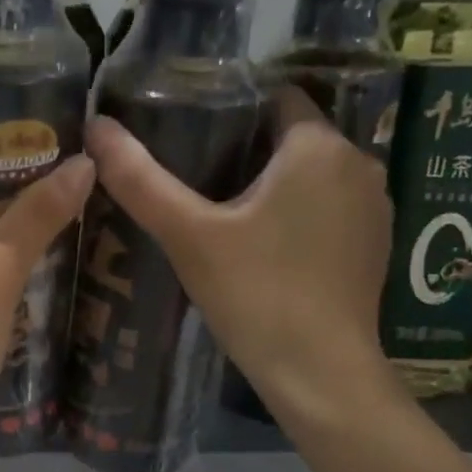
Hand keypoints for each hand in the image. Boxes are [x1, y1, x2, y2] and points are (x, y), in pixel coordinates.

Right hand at [85, 91, 400, 428]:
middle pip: (293, 138)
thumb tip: (96, 127)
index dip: (231, 113)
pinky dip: (300, 217)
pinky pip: (330, 210)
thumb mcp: (189, 236)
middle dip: (248, 153)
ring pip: (313, 177)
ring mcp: (375, 207)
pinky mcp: (376, 246)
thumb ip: (140, 180)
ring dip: (275, 187)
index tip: (190, 139)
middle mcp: (359, 164)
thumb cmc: (256, 294)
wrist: (320, 374)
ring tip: (225, 217)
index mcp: (319, 146)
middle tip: (195, 184)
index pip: (275, 98)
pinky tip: (266, 251)